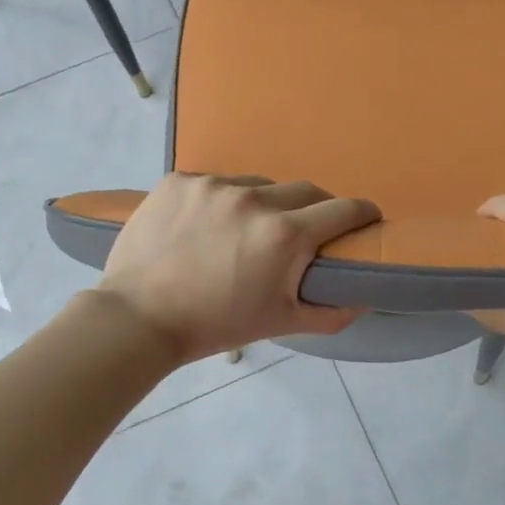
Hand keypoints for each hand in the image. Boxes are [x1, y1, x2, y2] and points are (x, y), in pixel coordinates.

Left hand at [98, 174, 380, 362]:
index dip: (362, 214)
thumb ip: (332, 310)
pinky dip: (222, 200)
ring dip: (265, 203)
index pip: (343, 210)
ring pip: (258, 184)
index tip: (365, 220)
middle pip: (304, 191)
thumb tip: (366, 295)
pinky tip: (207, 225)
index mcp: (284, 234)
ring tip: (246, 230)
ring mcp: (213, 184)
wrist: (138, 318)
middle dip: (314, 209)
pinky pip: (216, 182)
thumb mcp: (280, 323)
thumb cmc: (215, 325)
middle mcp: (253, 198)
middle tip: (304, 232)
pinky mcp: (179, 179)